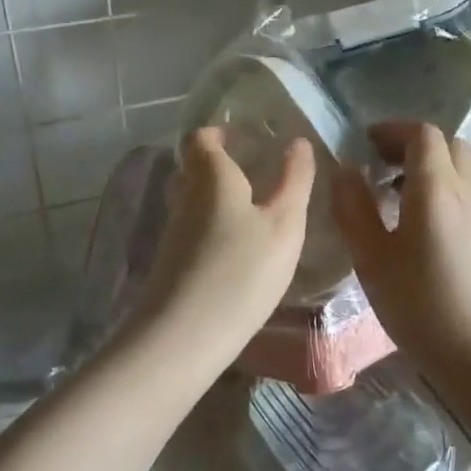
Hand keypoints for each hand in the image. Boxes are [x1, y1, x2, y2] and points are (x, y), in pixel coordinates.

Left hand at [124, 126, 314, 377]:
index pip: (202, 139)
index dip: (219, 133)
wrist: (184, 337)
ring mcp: (174, 232)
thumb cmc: (243, 270)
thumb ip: (295, 181)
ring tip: (253, 209)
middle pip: (194, 168)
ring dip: (217, 197)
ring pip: (192, 200)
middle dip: (219, 164)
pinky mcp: (172, 263)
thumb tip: (299, 142)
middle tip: (254, 170)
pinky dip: (213, 227)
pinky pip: (193, 229)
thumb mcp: (284, 225)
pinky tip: (237, 247)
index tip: (243, 137)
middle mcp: (185, 198)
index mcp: (211, 178)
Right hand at [331, 123, 470, 382]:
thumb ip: (354, 210)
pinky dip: (453, 185)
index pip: (422, 135)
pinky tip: (432, 221)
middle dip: (415, 145)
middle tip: (384, 167)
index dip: (393, 131)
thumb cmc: (423, 308)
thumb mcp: (373, 261)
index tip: (367, 144)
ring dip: (438, 164)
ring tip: (406, 191)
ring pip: (467, 165)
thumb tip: (344, 170)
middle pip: (449, 144)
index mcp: (436, 188)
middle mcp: (469, 189)